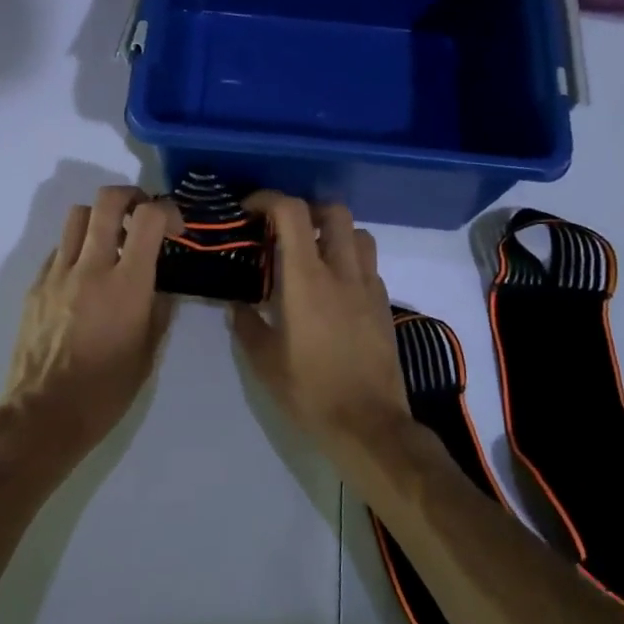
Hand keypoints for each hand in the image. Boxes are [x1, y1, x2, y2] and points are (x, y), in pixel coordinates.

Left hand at [1, 186, 179, 463]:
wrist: (44, 413)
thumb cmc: (106, 390)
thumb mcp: (148, 351)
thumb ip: (158, 308)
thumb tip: (158, 285)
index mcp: (127, 284)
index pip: (148, 217)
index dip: (167, 211)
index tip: (175, 229)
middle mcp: (91, 267)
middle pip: (107, 200)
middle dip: (131, 197)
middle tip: (142, 216)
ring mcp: (58, 273)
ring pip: (78, 216)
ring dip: (101, 219)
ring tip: (112, 243)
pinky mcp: (36, 285)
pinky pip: (59, 249)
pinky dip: (78, 249)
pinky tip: (85, 277)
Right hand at [227, 194, 411, 451]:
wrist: (368, 424)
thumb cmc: (310, 392)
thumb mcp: (264, 362)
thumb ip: (247, 324)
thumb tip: (238, 304)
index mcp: (307, 280)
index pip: (293, 213)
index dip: (268, 199)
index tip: (249, 211)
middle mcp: (342, 272)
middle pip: (333, 212)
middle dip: (306, 210)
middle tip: (284, 230)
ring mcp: (369, 287)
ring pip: (359, 234)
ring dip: (334, 233)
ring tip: (312, 256)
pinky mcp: (384, 305)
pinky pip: (368, 266)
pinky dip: (350, 262)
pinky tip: (334, 290)